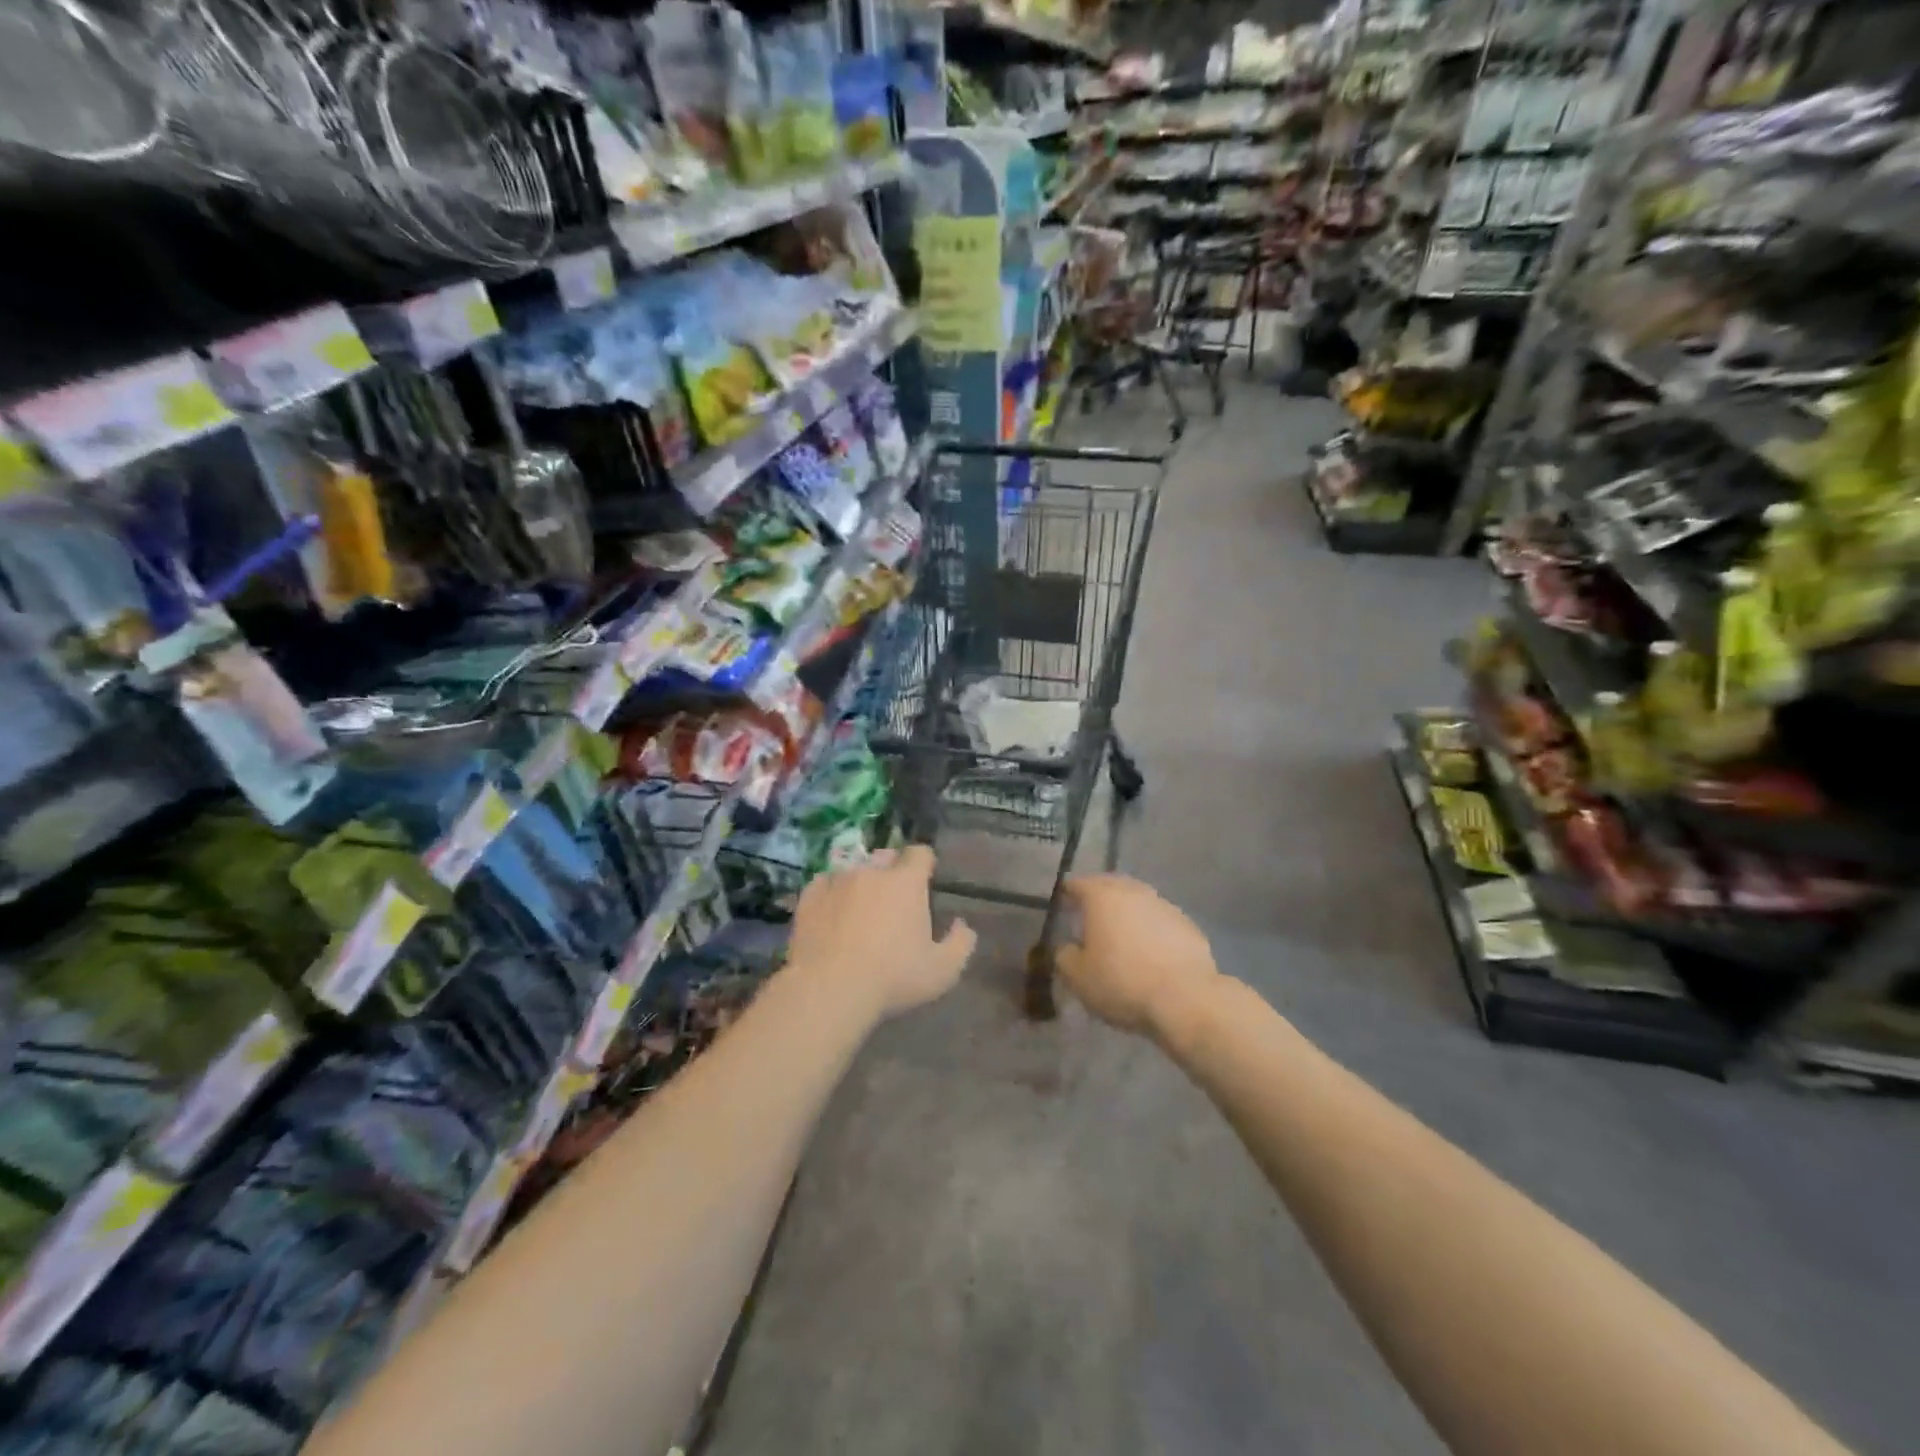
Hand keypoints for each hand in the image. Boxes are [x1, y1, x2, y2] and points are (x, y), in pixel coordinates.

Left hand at [786, 845, 976, 1018]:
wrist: (829, 989)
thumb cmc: (892, 978)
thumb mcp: (943, 970)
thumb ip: (960, 943)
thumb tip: (963, 925)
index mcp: (906, 882)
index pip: (920, 853)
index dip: (925, 863)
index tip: (926, 880)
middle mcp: (871, 871)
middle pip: (885, 857)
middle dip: (892, 870)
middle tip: (894, 899)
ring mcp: (836, 881)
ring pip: (853, 869)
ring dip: (860, 882)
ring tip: (859, 907)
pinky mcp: (809, 897)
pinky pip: (823, 884)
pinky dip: (830, 893)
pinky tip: (831, 912)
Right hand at [1056, 875, 1217, 1039]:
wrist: (1185, 999)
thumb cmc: (1122, 982)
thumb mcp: (1078, 977)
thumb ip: (1065, 956)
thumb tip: (1067, 948)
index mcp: (1102, 896)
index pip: (1078, 884)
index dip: (1067, 894)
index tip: (1063, 905)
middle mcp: (1134, 892)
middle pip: (1111, 887)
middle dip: (1099, 899)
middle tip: (1090, 918)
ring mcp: (1165, 906)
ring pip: (1138, 902)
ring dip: (1128, 914)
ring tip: (1121, 936)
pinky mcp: (1188, 925)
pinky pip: (1161, 921)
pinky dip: (1151, 930)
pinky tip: (1150, 952)